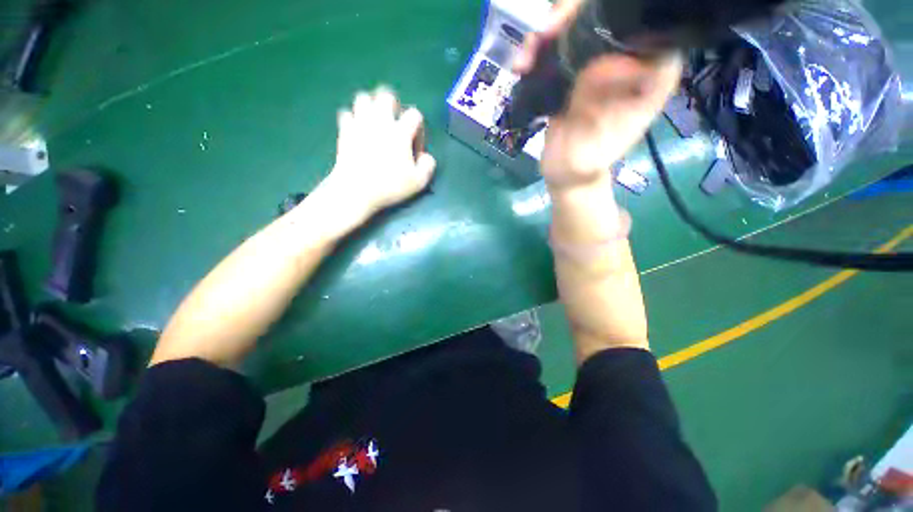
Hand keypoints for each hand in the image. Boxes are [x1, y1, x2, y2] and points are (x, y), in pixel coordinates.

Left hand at [323, 87, 436, 214]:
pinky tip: (357, 130)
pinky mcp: (344, 131)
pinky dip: (353, 118)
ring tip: (375, 122)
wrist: (356, 190)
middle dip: (393, 105)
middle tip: (395, 122)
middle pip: (386, 94)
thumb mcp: (418, 182)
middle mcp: (380, 121)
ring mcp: (360, 123)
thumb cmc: (389, 186)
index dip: (418, 127)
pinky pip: (347, 113)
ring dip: (371, 106)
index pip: (414, 114)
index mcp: (400, 132)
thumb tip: (427, 156)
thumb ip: (428, 166)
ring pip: (363, 97)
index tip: (415, 146)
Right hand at [514, 0, 682, 191]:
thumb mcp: (596, 140)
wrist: (566, 172)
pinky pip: (559, 48)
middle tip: (547, 30)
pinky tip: (522, 64)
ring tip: (527, 53)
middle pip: (609, 17)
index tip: (584, 21)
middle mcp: (629, 62)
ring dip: (550, 30)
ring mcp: (599, 65)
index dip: (618, 13)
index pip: (648, 26)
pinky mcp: (575, 73)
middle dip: (574, 14)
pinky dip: (539, 49)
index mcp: (650, 75)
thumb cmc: (586, 163)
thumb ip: (600, 107)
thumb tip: (599, 63)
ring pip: (581, 26)